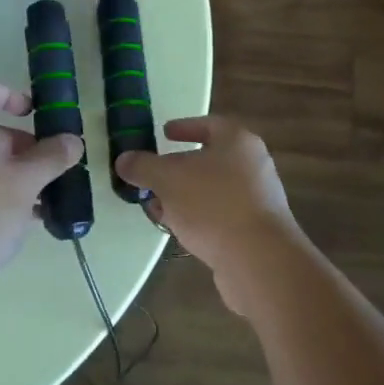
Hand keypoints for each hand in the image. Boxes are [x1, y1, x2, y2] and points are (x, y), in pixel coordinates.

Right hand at [116, 117, 306, 315]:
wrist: (259, 260)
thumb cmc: (213, 204)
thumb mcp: (167, 179)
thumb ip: (143, 166)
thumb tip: (124, 160)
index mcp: (237, 141)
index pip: (208, 124)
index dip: (184, 127)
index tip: (163, 134)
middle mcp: (253, 164)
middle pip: (209, 159)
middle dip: (178, 168)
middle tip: (153, 176)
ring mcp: (258, 199)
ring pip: (213, 189)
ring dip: (185, 196)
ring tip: (158, 207)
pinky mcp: (257, 230)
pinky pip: (222, 214)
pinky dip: (200, 217)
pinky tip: (179, 230)